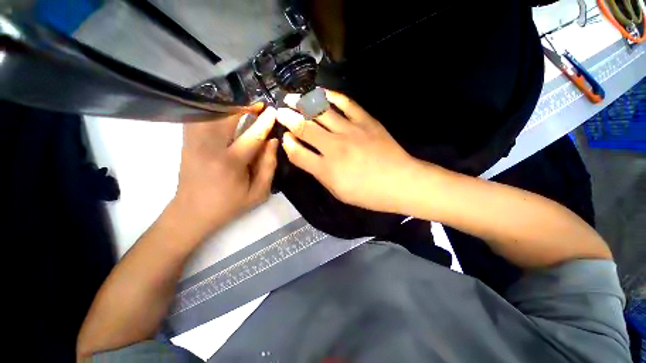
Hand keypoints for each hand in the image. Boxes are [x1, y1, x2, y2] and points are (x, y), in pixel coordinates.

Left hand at [171, 106, 278, 238]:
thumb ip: (268, 167)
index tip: (272, 111)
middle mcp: (209, 148)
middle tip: (257, 105)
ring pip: (210, 114)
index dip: (264, 122)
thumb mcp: (258, 193)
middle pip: (226, 117)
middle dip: (244, 107)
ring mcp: (194, 143)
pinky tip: (222, 112)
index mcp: (231, 164)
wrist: (192, 212)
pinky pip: (198, 118)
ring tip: (243, 107)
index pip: (251, 136)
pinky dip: (211, 111)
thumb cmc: (229, 205)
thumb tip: (272, 142)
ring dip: (228, 107)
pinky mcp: (186, 142)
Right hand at [276, 90, 420, 213]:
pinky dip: (331, 96)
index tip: (285, 138)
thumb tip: (305, 156)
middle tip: (279, 110)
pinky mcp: (366, 121)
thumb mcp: (339, 191)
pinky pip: (346, 103)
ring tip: (292, 97)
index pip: (298, 153)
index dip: (288, 144)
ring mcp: (351, 131)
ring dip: (303, 103)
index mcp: (327, 169)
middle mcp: (334, 147)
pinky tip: (321, 92)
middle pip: (305, 128)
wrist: (400, 182)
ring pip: (321, 112)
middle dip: (288, 118)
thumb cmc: (368, 194)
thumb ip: (319, 173)